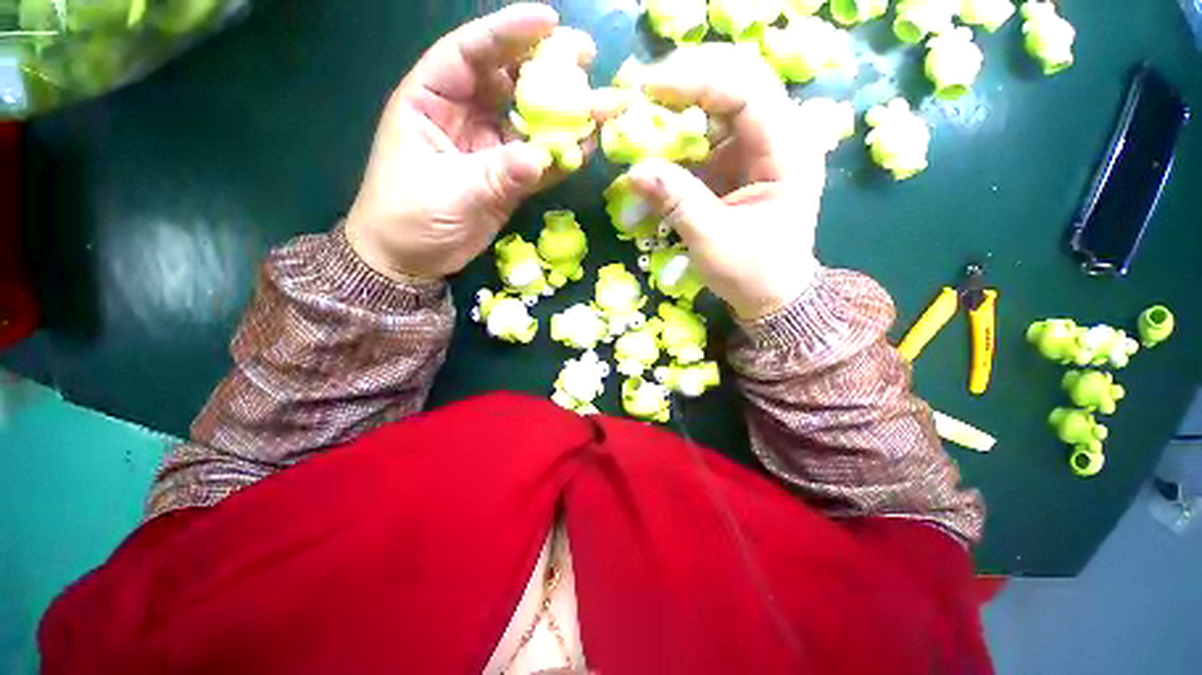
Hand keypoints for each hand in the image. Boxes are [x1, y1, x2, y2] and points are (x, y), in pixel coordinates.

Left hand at [345, 4, 596, 280]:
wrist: (411, 260)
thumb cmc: (409, 218)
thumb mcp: (450, 193)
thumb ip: (497, 175)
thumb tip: (542, 159)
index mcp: (432, 100)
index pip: (470, 53)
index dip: (508, 32)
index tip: (550, 20)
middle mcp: (464, 116)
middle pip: (509, 81)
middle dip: (547, 67)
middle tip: (588, 58)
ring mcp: (489, 148)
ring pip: (530, 122)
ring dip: (565, 116)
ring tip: (604, 107)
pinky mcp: (507, 179)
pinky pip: (538, 162)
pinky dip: (561, 158)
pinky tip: (588, 149)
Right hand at [624, 45, 827, 319]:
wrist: (771, 295)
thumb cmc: (752, 272)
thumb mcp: (712, 240)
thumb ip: (677, 201)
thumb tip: (634, 171)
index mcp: (787, 153)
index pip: (747, 91)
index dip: (697, 81)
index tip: (649, 89)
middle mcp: (777, 141)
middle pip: (732, 90)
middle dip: (684, 90)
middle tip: (640, 98)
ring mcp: (757, 153)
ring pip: (716, 114)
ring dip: (677, 118)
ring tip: (641, 127)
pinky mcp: (738, 168)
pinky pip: (706, 143)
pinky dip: (679, 147)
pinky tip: (656, 156)